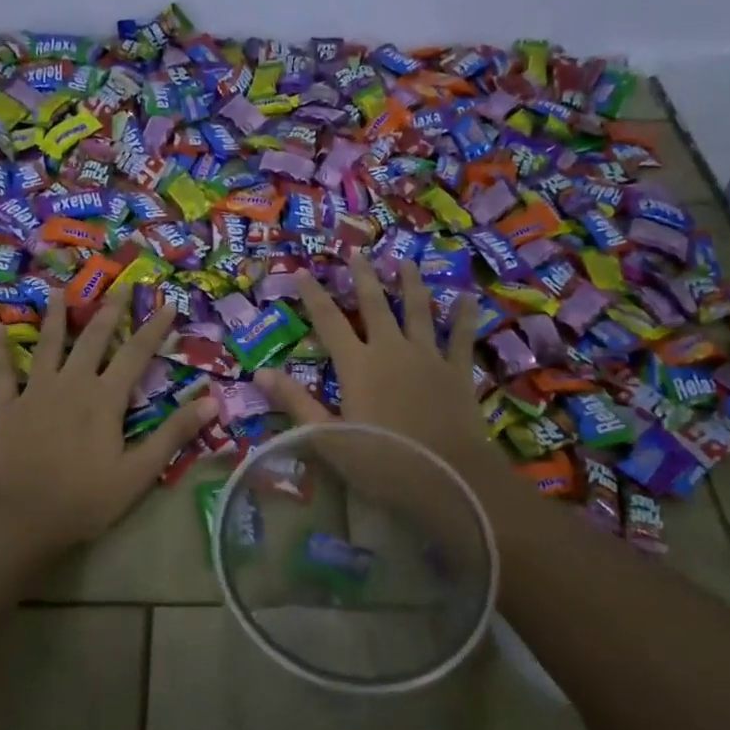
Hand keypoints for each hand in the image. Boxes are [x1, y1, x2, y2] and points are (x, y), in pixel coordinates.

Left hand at [0, 288, 214, 557]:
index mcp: (105, 399)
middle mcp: (71, 384)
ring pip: (48, 345)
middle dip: (110, 310)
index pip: (136, 354)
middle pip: (93, 338)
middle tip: (121, 285)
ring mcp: (35, 392)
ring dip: (55, 316)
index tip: (168, 304)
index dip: (154, 328)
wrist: (20, 519)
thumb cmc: (85, 500)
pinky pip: (2, 373)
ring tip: (59, 290)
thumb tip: (211, 402)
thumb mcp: (138, 473)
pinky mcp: (6, 408)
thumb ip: (173, 434)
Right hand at [256, 256, 509, 488]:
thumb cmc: (381, 461)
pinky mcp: (458, 372)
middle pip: (375, 305)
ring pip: (418, 311)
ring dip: (410, 285)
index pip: (329, 322)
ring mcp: (428, 357)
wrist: (447, 477)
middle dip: (363, 277)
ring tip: (405, 263)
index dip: (315, 296)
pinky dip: (464, 317)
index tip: (305, 272)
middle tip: (357, 252)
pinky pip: (461, 337)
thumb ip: (295, 402)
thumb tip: (260, 372)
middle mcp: (391, 350)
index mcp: (357, 365)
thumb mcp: (327, 437)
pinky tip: (468, 298)